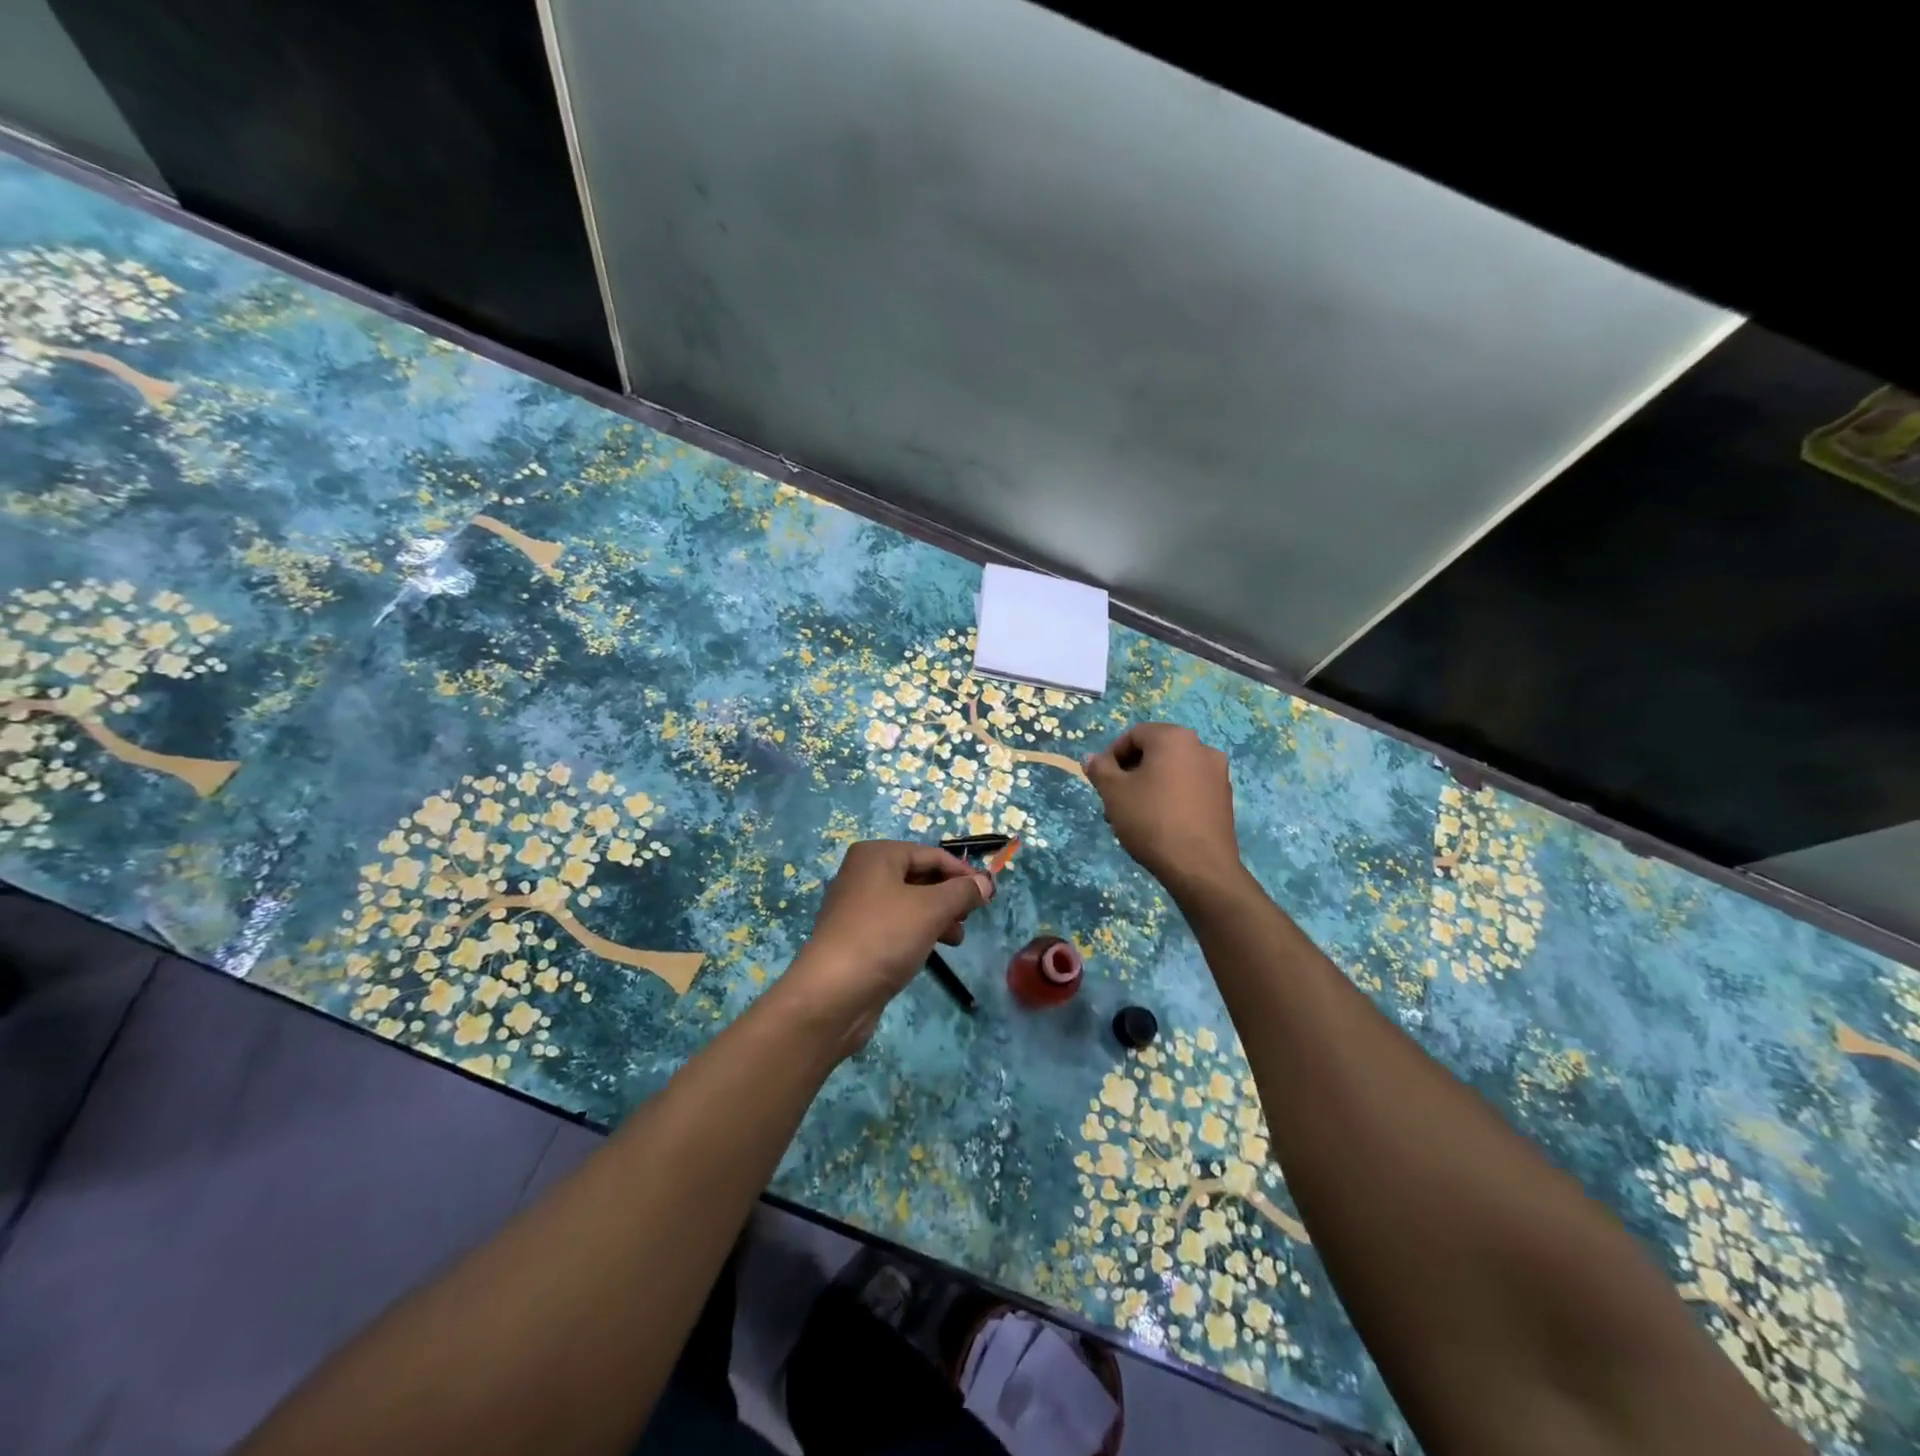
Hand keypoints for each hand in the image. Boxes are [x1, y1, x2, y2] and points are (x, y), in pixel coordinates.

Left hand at [777, 841, 993, 1054]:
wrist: (832, 994)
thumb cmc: (884, 937)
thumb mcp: (931, 909)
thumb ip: (962, 892)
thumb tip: (986, 882)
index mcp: (876, 855)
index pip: (931, 854)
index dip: (963, 872)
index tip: (989, 894)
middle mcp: (863, 874)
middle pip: (920, 876)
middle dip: (950, 895)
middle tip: (972, 916)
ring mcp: (857, 907)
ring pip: (910, 903)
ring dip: (938, 916)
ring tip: (957, 938)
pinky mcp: (857, 938)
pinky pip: (896, 925)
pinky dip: (918, 932)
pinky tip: (933, 950)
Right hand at [1084, 723, 1242, 896]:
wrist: (1199, 867)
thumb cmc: (1151, 820)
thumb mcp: (1114, 793)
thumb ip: (1100, 769)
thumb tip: (1091, 758)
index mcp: (1174, 738)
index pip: (1134, 734)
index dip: (1112, 755)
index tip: (1102, 780)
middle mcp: (1201, 747)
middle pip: (1155, 751)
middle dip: (1131, 772)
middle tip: (1115, 799)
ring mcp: (1217, 773)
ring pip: (1172, 771)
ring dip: (1149, 785)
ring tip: (1133, 815)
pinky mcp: (1224, 798)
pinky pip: (1189, 787)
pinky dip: (1171, 796)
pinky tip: (1158, 823)